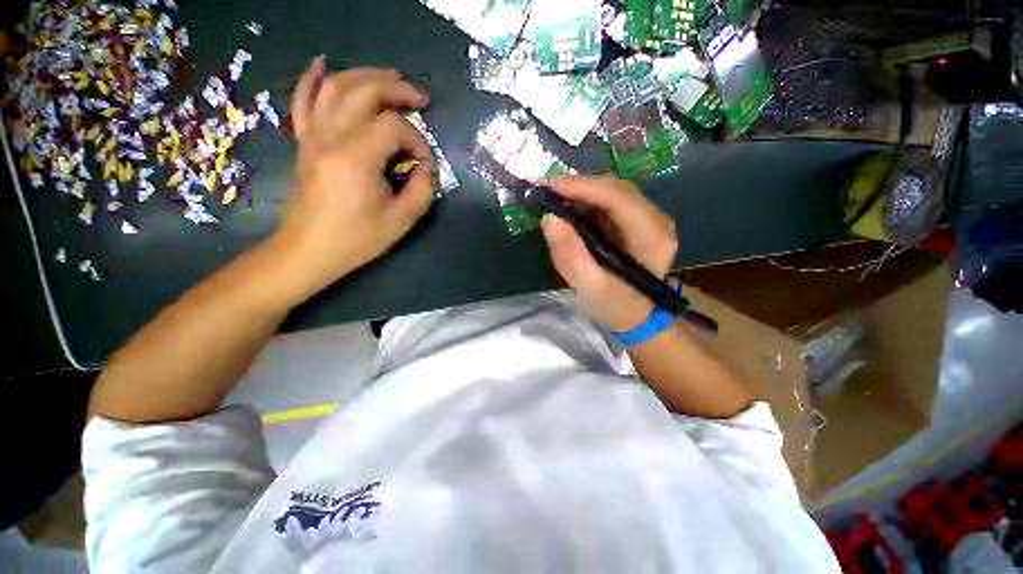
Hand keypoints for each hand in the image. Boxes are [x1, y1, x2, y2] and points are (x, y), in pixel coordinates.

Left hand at [270, 57, 433, 297]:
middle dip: (397, 90)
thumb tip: (426, 167)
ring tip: (391, 77)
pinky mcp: (305, 142)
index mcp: (356, 159)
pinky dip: (312, 78)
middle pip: (364, 92)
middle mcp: (331, 137)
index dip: (417, 141)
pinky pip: (302, 100)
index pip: (394, 128)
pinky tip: (323, 63)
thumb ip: (422, 190)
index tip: (424, 164)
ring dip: (366, 75)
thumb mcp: (401, 221)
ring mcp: (313, 136)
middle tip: (420, 98)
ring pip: (336, 87)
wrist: (310, 249)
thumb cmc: (357, 239)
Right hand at [540, 175, 677, 332]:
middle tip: (548, 193)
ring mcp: (650, 219)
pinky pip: (611, 202)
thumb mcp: (590, 288)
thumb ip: (570, 255)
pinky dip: (589, 201)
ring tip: (556, 199)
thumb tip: (549, 219)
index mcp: (651, 236)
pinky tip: (572, 208)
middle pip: (617, 189)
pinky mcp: (638, 223)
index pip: (618, 198)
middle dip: (580, 186)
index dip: (583, 187)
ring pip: (614, 192)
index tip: (550, 187)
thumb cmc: (616, 307)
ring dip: (583, 192)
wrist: (637, 317)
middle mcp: (657, 220)